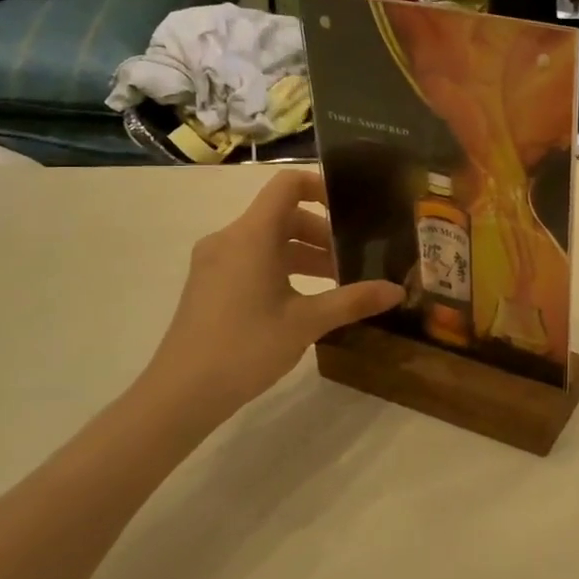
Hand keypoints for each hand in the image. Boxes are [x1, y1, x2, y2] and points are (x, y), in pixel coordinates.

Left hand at [143, 170, 402, 416]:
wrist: (180, 393)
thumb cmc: (246, 347)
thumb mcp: (308, 322)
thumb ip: (354, 300)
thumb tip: (398, 290)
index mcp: (252, 235)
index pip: (288, 184)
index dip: (322, 186)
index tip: (354, 208)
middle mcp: (230, 238)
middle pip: (283, 214)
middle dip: (323, 232)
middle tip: (355, 258)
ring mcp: (215, 262)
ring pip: (269, 240)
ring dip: (306, 253)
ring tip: (338, 282)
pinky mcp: (210, 284)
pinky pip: (253, 259)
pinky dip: (283, 267)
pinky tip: (306, 300)